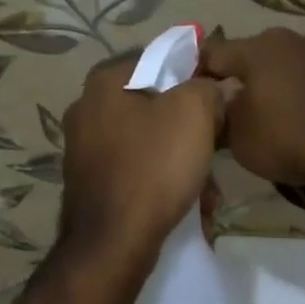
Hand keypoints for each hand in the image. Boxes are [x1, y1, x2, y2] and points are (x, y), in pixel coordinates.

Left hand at [59, 51, 225, 262]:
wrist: (113, 243)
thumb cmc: (154, 168)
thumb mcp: (194, 112)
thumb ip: (207, 87)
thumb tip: (214, 88)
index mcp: (105, 82)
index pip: (160, 60)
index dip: (195, 76)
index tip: (219, 102)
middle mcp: (86, 110)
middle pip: (155, 106)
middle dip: (192, 130)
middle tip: (216, 149)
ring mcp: (84, 150)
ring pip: (148, 143)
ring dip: (182, 162)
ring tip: (208, 190)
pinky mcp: (90, 184)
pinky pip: (136, 172)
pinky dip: (162, 183)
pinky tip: (187, 205)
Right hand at [198, 27, 304, 191]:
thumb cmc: (284, 140)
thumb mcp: (236, 135)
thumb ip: (219, 113)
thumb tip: (215, 107)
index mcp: (257, 48)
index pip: (213, 53)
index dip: (197, 73)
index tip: (191, 95)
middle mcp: (289, 41)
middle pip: (249, 55)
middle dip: (236, 76)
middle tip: (226, 105)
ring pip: (281, 65)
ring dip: (268, 84)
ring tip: (262, 112)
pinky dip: (296, 93)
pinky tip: (295, 117)